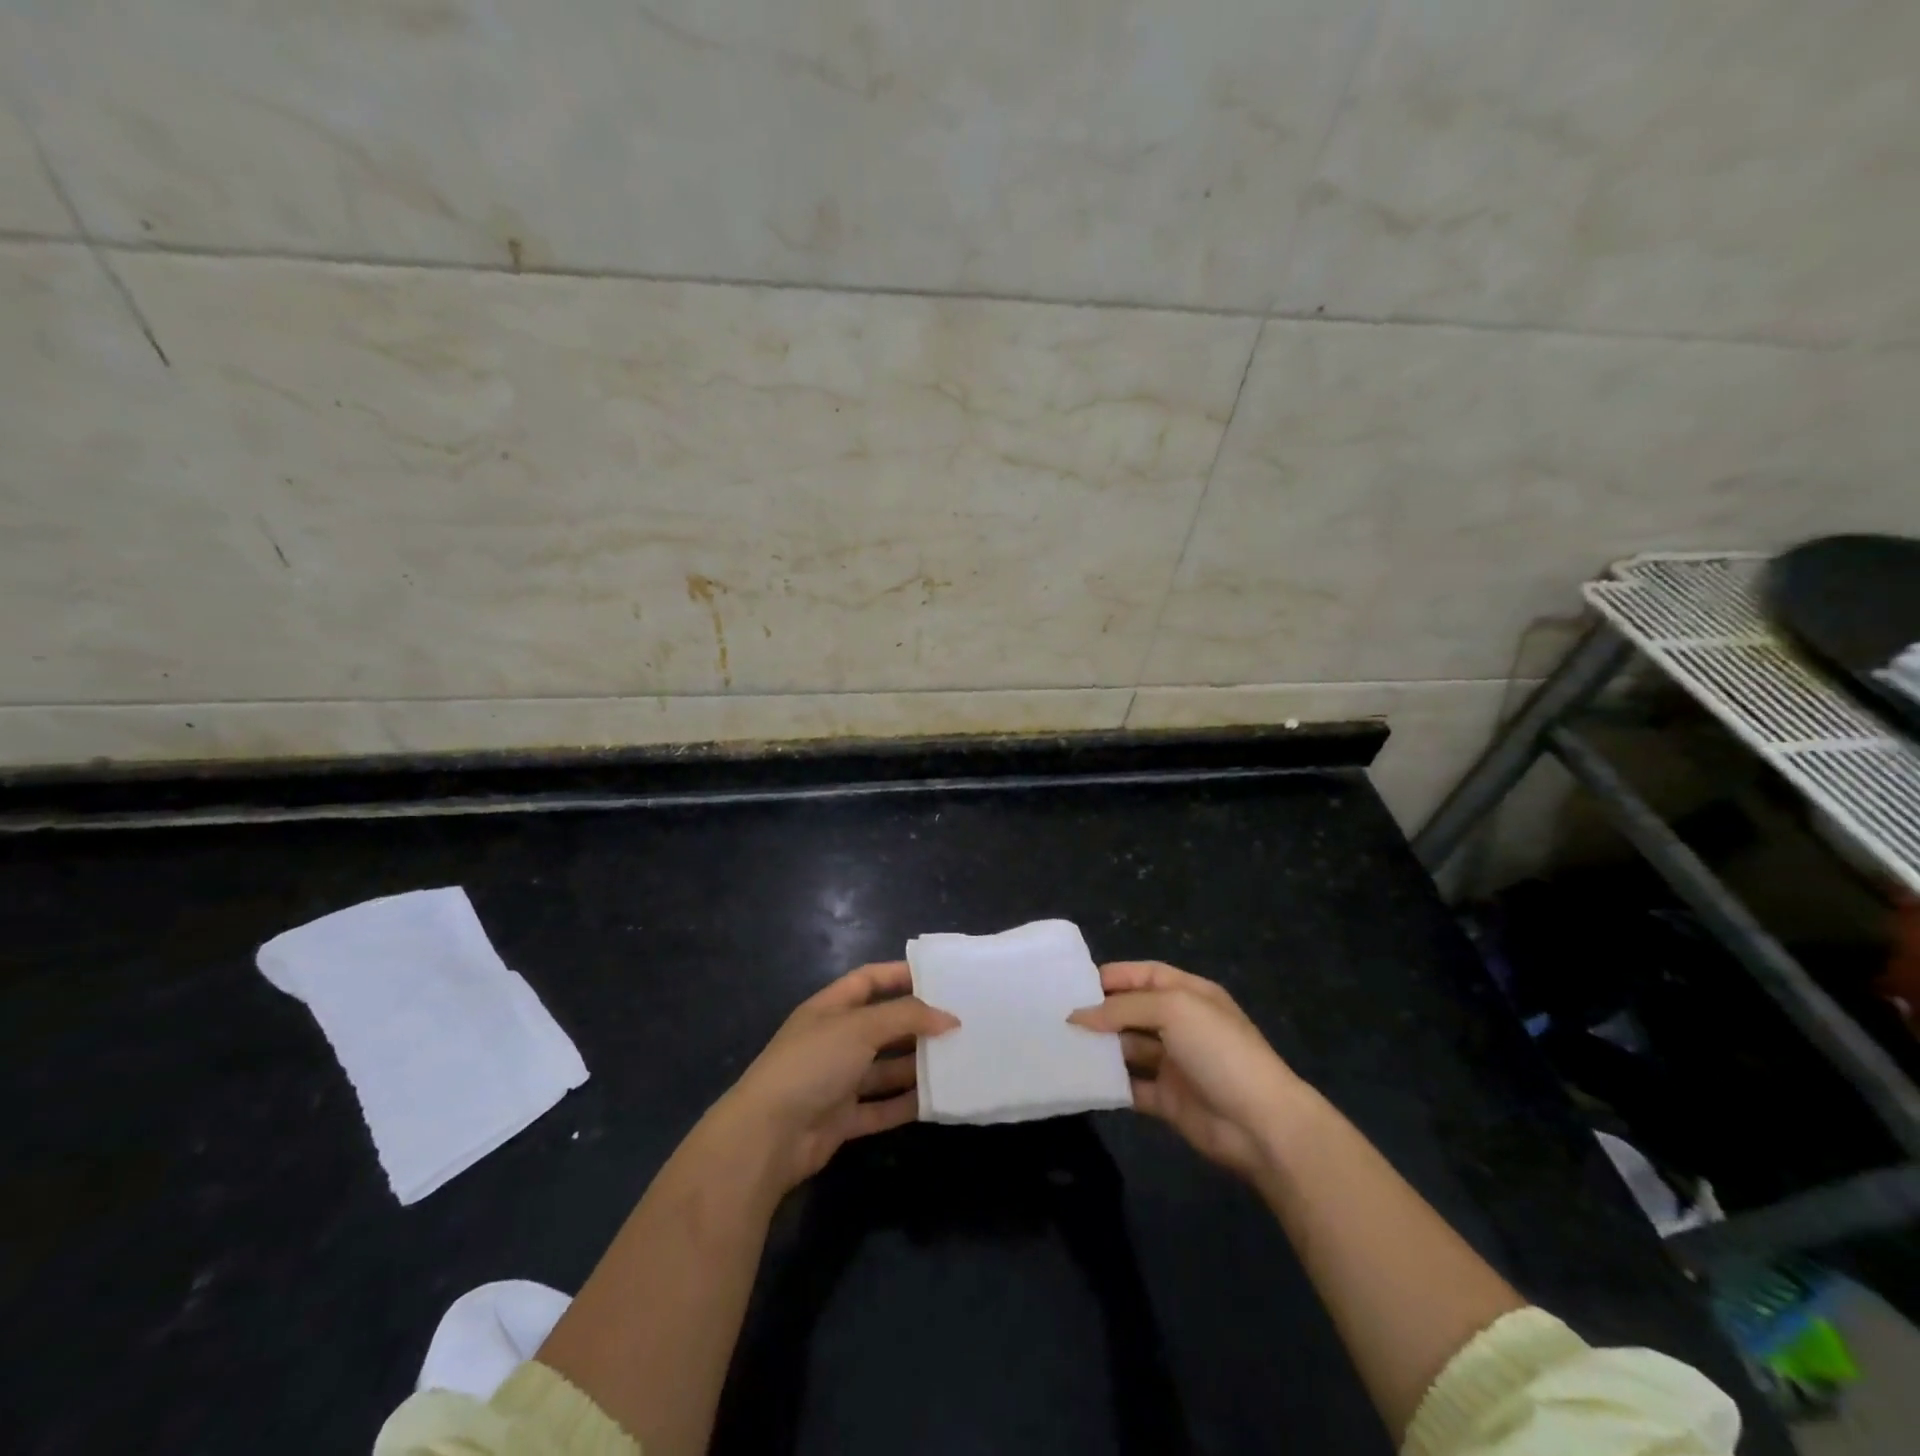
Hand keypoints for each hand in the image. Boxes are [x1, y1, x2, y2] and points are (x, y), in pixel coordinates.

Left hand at [706, 961, 958, 1196]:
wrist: (768, 1135)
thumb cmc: (813, 1063)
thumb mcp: (860, 1027)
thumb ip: (906, 1017)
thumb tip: (949, 1018)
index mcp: (830, 1008)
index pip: (869, 980)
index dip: (900, 975)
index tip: (939, 977)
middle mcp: (834, 1040)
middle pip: (882, 1025)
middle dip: (917, 1024)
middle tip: (959, 1023)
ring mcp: (837, 1081)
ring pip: (884, 1068)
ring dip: (916, 1065)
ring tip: (957, 1060)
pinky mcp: (842, 1118)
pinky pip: (881, 1108)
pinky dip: (905, 1104)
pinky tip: (937, 1101)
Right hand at [1069, 961, 1307, 1179]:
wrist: (1260, 1124)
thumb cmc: (1218, 1050)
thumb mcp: (1172, 1010)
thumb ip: (1122, 1008)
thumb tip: (1077, 1015)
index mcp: (1189, 994)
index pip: (1144, 975)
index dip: (1112, 976)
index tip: (1073, 984)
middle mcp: (1181, 1024)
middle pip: (1132, 1011)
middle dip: (1100, 1012)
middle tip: (1056, 1016)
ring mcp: (1174, 1063)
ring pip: (1128, 1048)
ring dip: (1100, 1047)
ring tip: (1059, 1045)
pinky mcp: (1167, 1099)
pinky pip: (1130, 1086)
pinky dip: (1108, 1083)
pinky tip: (1079, 1079)